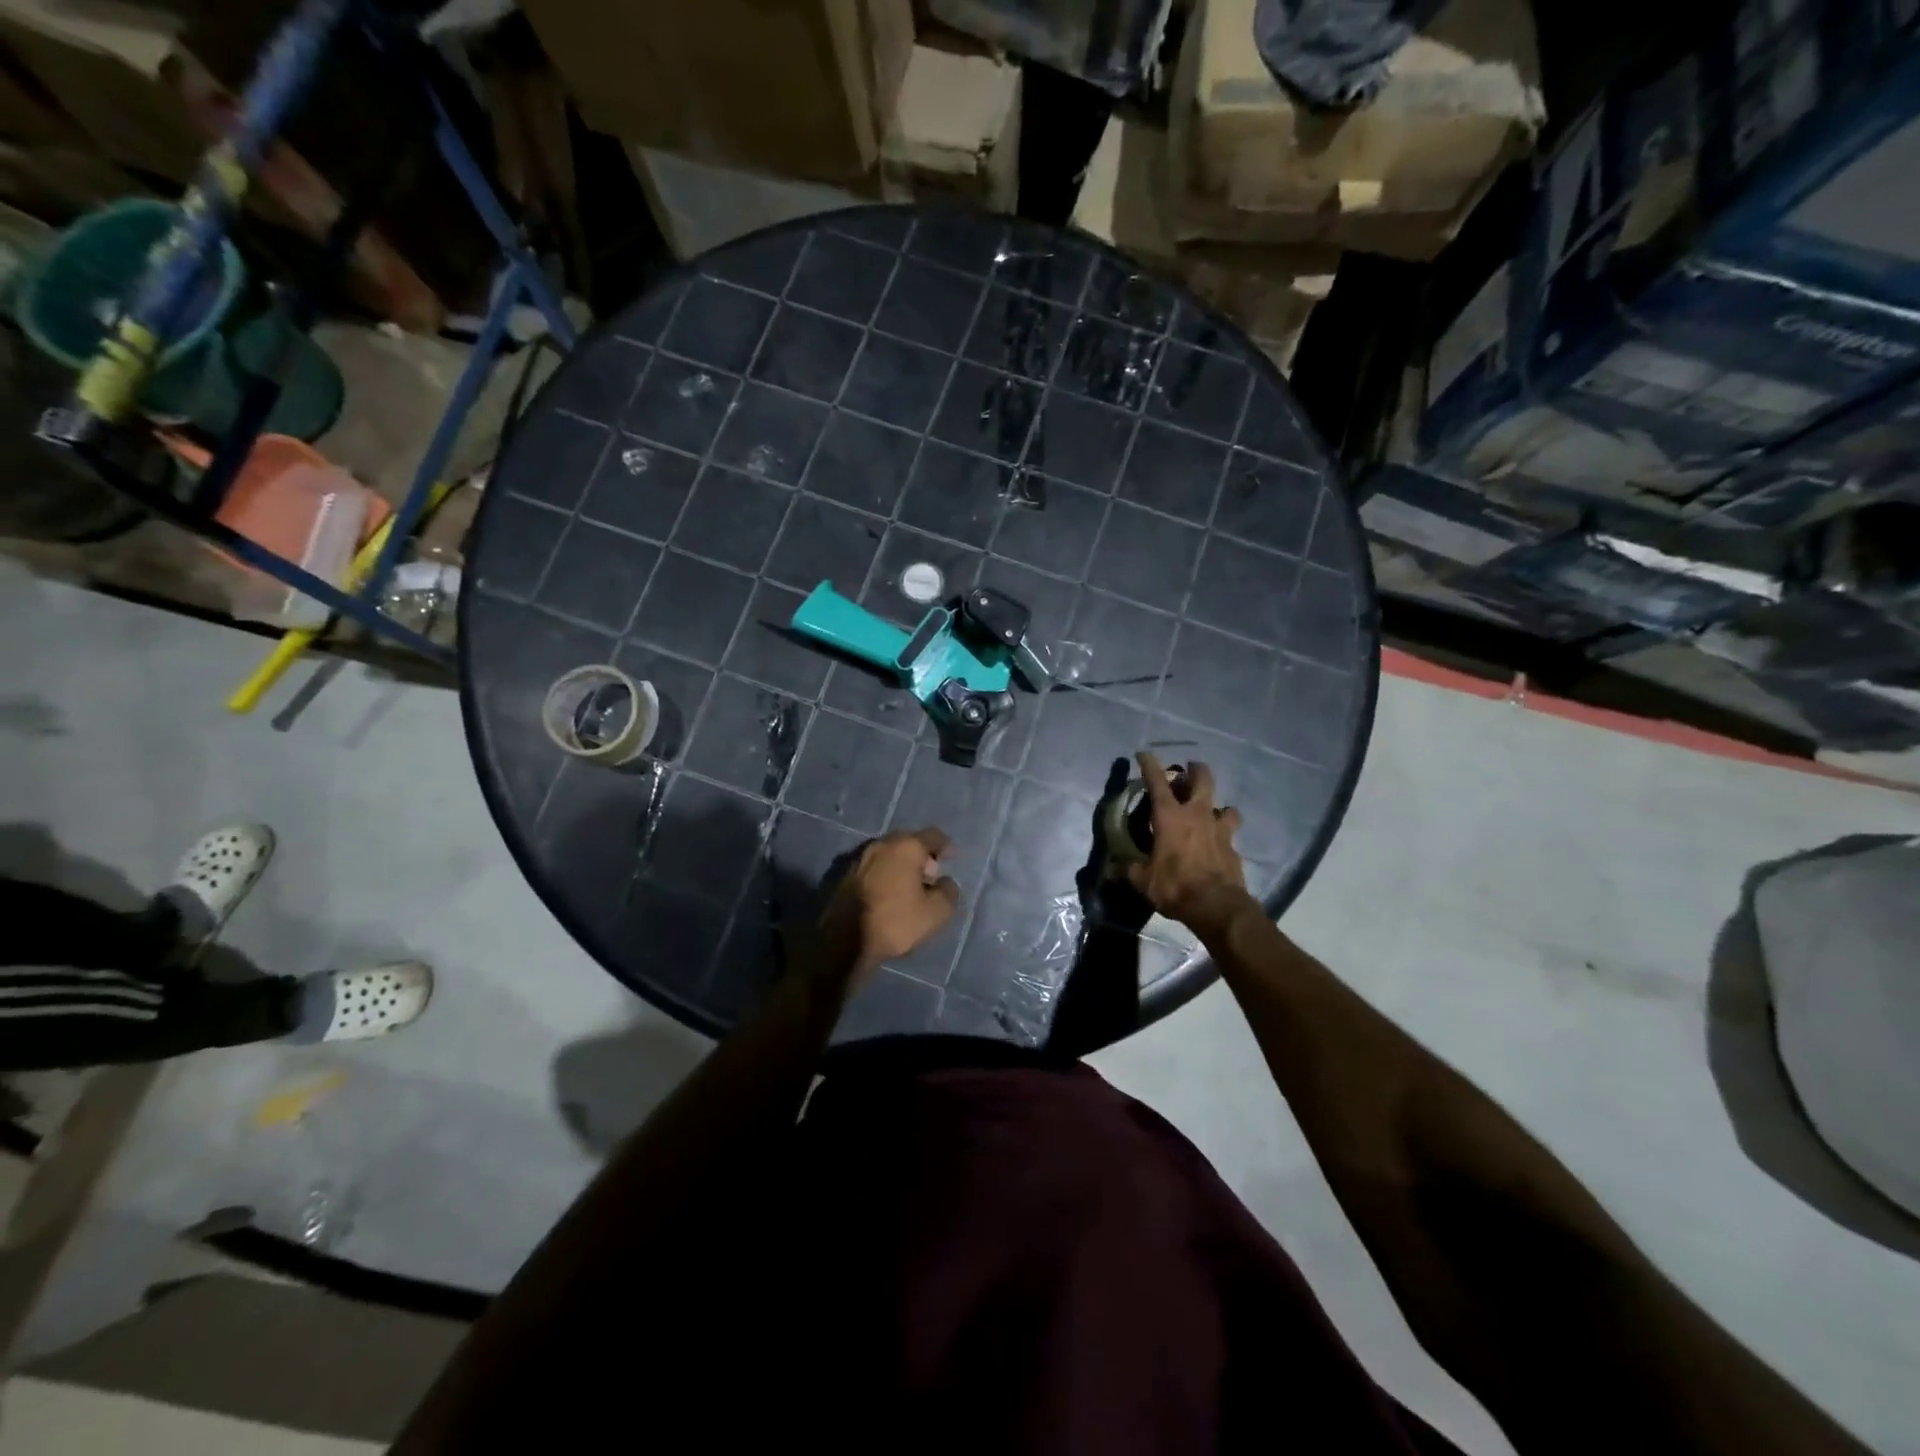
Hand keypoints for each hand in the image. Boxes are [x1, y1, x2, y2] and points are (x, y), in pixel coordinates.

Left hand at [818, 827, 960, 979]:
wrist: (843, 941)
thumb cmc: (895, 922)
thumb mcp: (936, 913)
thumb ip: (948, 892)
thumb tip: (944, 882)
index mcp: (906, 847)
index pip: (933, 836)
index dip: (946, 846)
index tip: (952, 858)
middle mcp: (881, 844)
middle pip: (908, 841)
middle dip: (922, 855)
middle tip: (931, 876)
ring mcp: (859, 858)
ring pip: (889, 854)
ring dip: (902, 865)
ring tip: (910, 887)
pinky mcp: (845, 874)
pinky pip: (874, 867)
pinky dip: (886, 874)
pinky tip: (889, 893)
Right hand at [1126, 752, 1255, 941]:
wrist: (1218, 906)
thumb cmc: (1175, 886)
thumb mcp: (1143, 880)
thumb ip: (1128, 870)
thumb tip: (1110, 870)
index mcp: (1170, 817)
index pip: (1157, 781)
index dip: (1149, 764)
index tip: (1144, 754)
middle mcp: (1197, 814)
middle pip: (1203, 779)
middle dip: (1195, 770)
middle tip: (1188, 770)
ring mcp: (1219, 828)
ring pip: (1224, 804)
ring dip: (1216, 804)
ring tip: (1208, 811)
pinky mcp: (1233, 846)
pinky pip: (1230, 830)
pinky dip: (1224, 831)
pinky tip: (1218, 840)